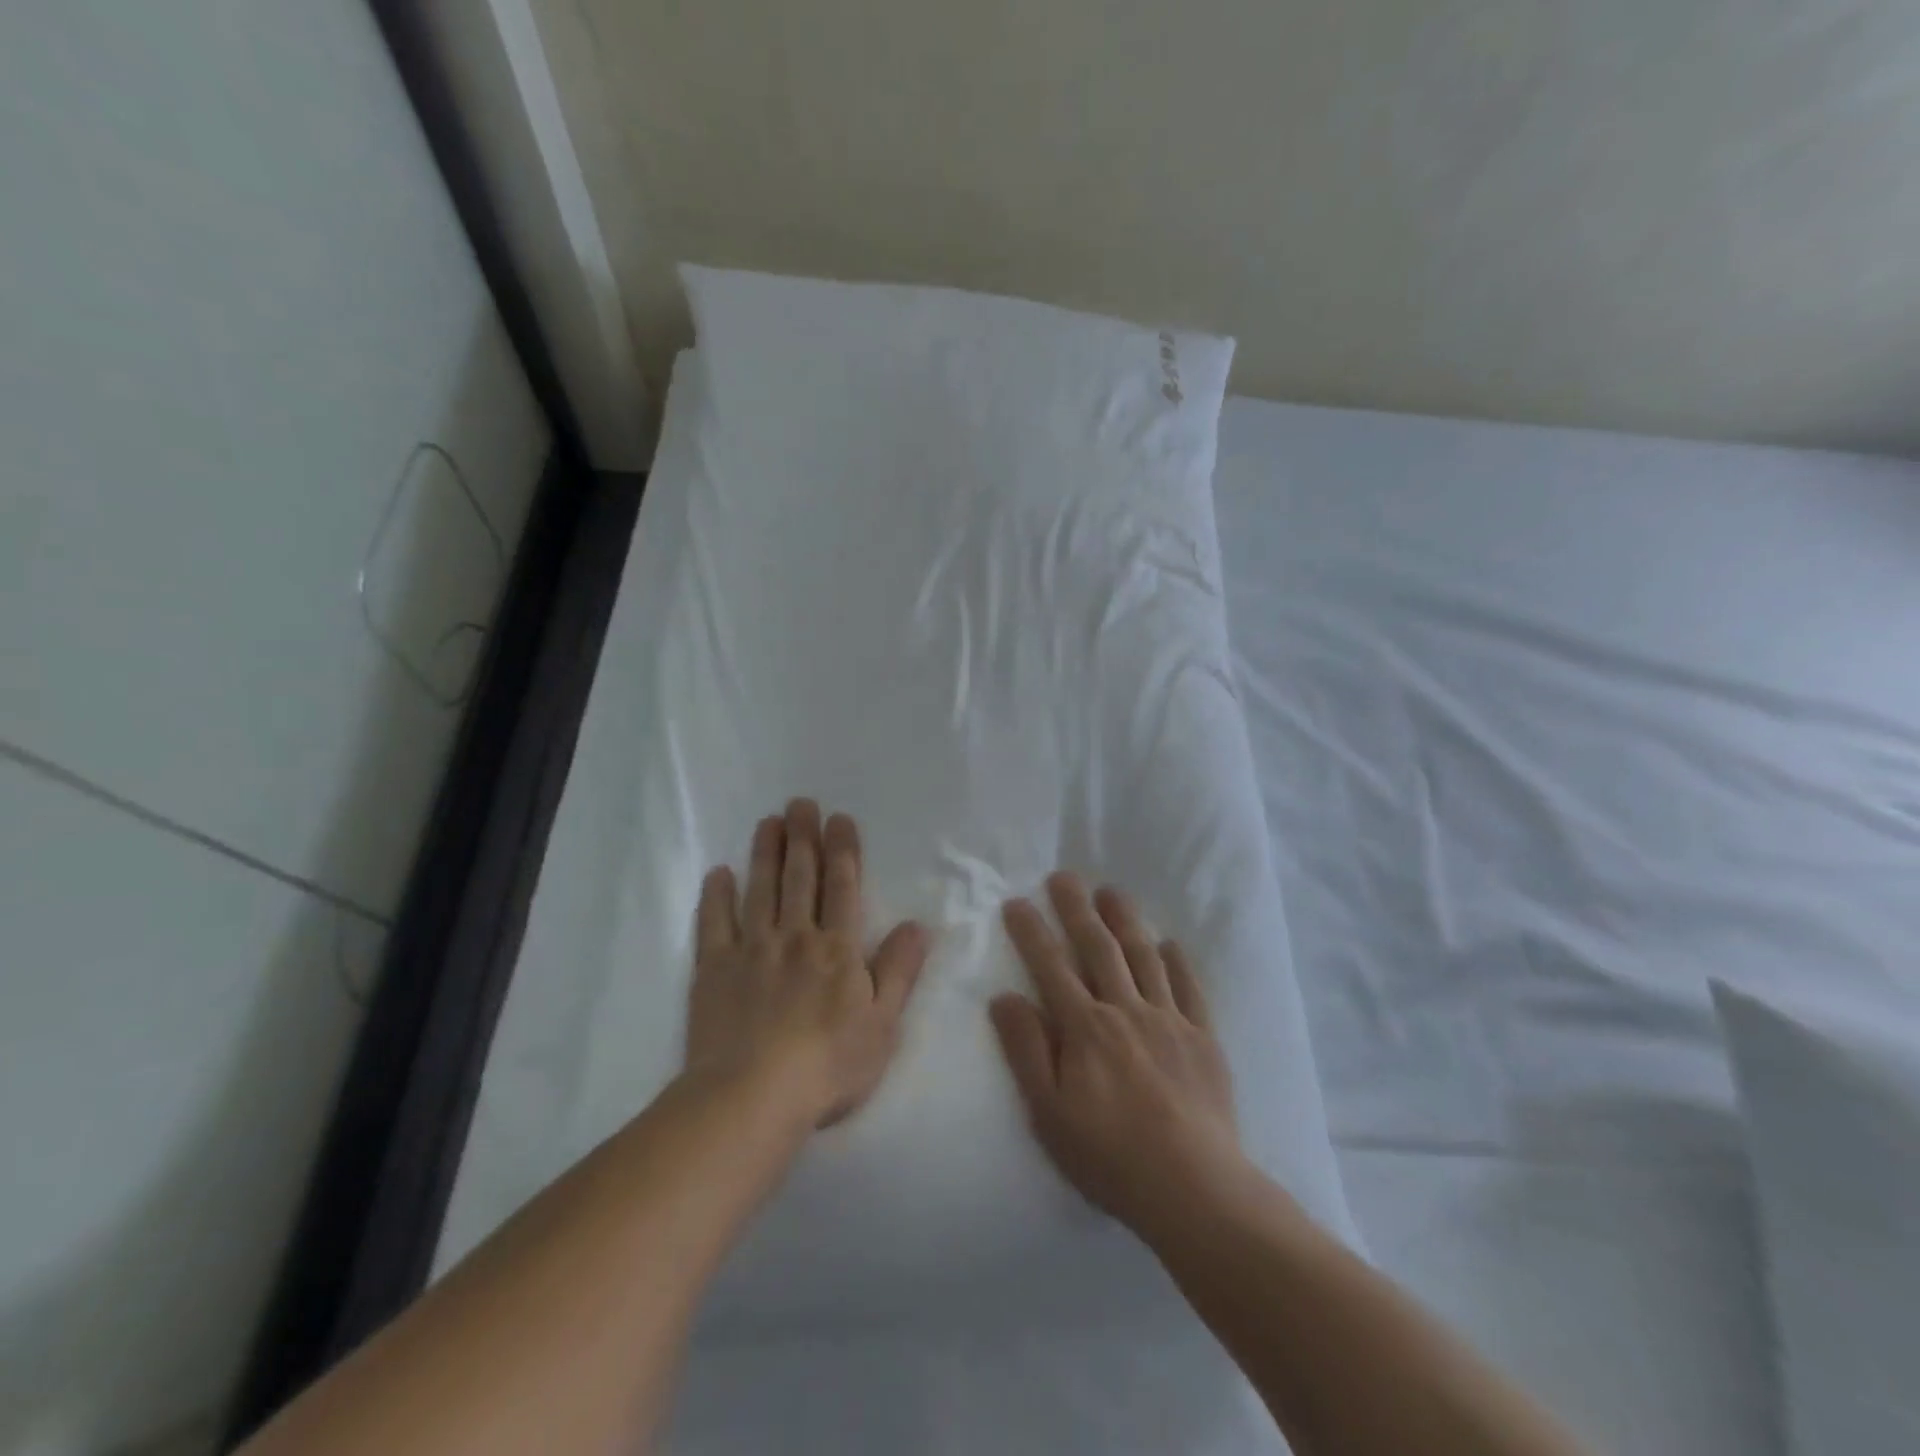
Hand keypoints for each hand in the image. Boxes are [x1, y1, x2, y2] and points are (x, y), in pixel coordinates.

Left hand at [686, 799, 929, 1128]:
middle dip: (803, 838)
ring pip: (760, 890)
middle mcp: (795, 937)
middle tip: (800, 803)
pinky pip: (714, 924)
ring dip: (765, 854)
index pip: (842, 887)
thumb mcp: (883, 1024)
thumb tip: (918, 925)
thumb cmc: (828, 1065)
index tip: (839, 818)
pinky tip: (718, 874)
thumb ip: (899, 971)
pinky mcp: (713, 970)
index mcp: (837, 949)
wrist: (752, 1097)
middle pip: (800, 878)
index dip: (842, 850)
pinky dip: (716, 897)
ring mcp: (750, 950)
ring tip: (768, 823)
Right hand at [991, 872, 1245, 1234]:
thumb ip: (1027, 1049)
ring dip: (1125, 920)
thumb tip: (1004, 996)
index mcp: (1085, 1028)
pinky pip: (1189, 988)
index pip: (1052, 966)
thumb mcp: (1049, 1112)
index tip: (1017, 902)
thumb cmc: (1109, 1155)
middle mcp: (1126, 1010)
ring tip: (1111, 892)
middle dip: (1077, 909)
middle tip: (1064, 876)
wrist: (1193, 1188)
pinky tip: (1169, 944)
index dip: (1032, 932)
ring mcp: (1169, 1020)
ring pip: (1143, 957)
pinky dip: (1178, 962)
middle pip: (1098, 948)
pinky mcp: (1202, 1038)